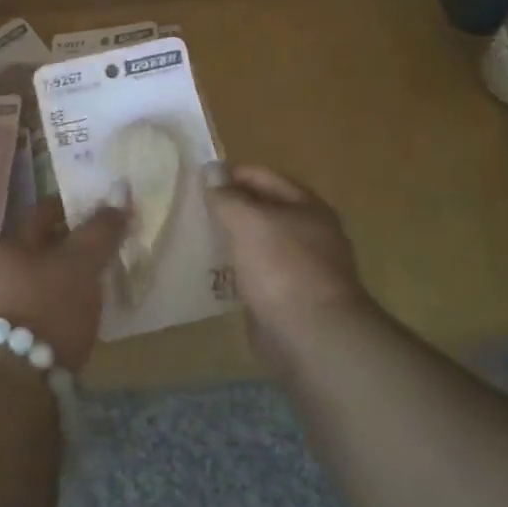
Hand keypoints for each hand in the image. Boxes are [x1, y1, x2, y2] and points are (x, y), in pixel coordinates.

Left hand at [0, 197, 127, 373]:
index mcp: (14, 244)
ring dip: (72, 276)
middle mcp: (5, 270)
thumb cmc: (49, 308)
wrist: (17, 382)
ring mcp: (8, 305)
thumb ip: (101, 230)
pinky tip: (87, 312)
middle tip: (110, 243)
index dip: (73, 205)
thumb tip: (120, 196)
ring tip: (104, 278)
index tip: (102, 207)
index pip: (45, 210)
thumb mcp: (81, 263)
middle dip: (75, 243)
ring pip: (47, 277)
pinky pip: (48, 306)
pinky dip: (67, 303)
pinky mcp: (18, 337)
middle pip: (45, 245)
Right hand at [205, 164, 373, 373]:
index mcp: (307, 206)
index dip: (231, 174)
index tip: (197, 180)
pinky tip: (213, 272)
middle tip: (193, 208)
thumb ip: (226, 196)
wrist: (313, 338)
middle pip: (263, 209)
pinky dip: (238, 270)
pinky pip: (258, 273)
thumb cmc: (283, 267)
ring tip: (198, 237)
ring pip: (259, 243)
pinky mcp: (289, 298)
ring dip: (232, 239)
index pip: (263, 176)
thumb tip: (210, 169)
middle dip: (231, 207)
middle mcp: (309, 233)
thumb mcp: (248, 221)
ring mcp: (301, 267)